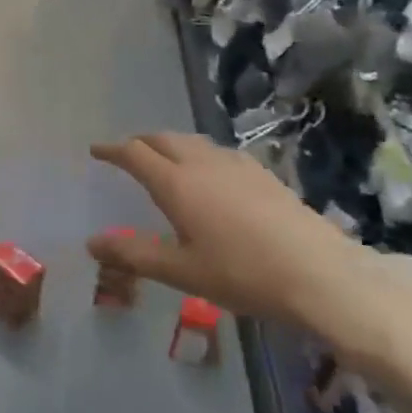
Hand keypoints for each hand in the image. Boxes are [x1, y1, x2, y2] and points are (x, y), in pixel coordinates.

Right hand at [87, 133, 411, 371]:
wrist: (319, 272)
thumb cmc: (242, 274)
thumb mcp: (182, 271)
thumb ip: (134, 254)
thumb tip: (92, 242)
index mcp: (177, 183)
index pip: (135, 153)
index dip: (112, 150)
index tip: (96, 151)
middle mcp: (202, 163)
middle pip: (162, 138)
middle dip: (140, 142)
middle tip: (126, 154)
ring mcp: (236, 164)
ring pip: (192, 141)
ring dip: (169, 145)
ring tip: (163, 160)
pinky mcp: (262, 173)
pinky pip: (217, 152)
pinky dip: (198, 153)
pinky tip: (209, 174)